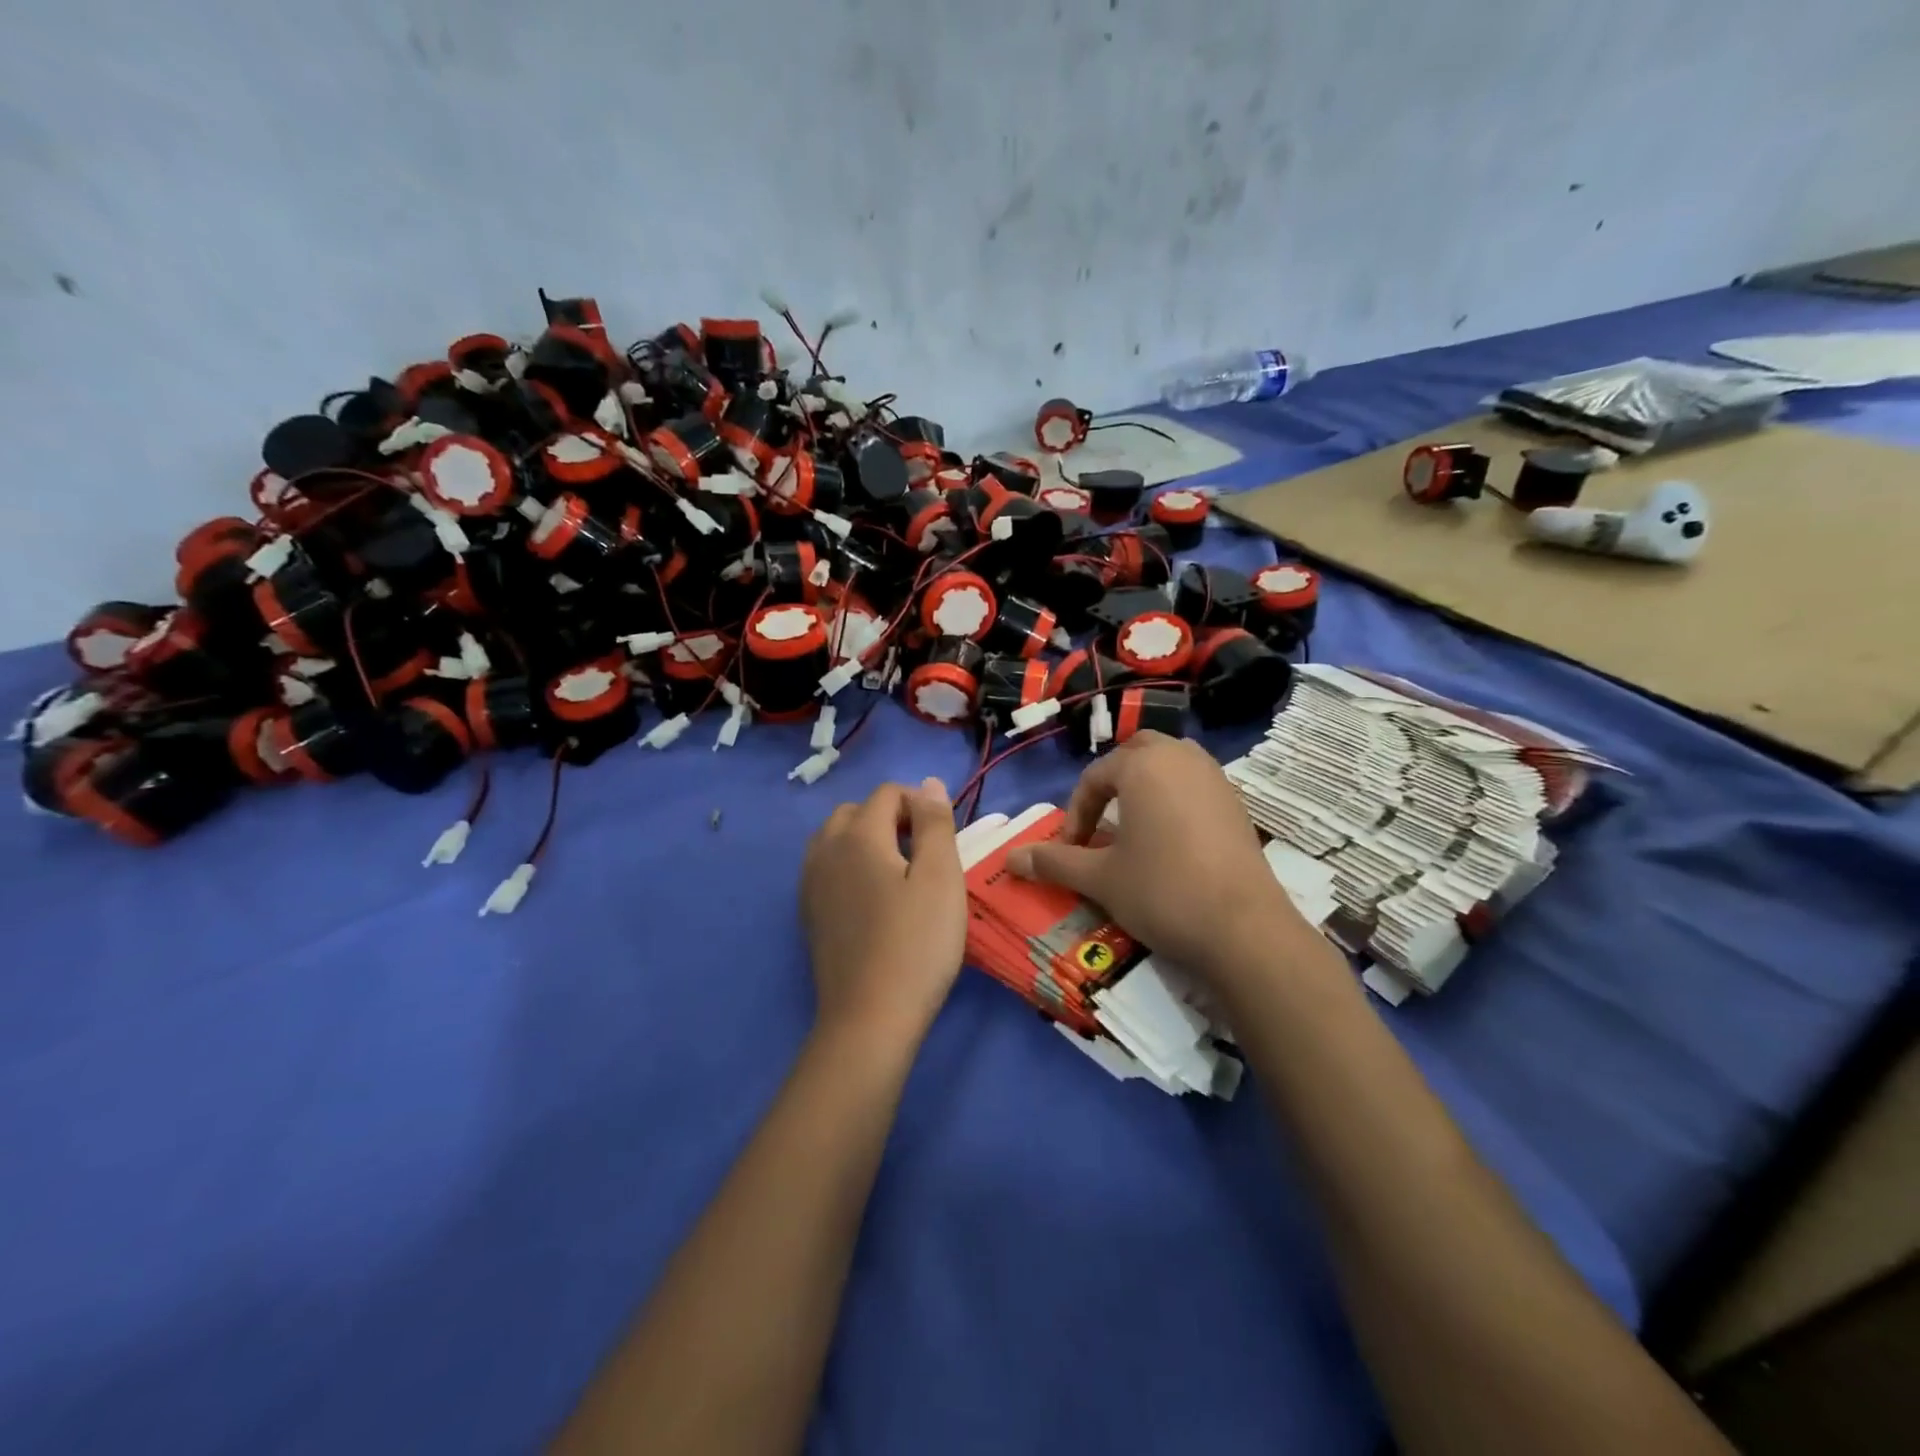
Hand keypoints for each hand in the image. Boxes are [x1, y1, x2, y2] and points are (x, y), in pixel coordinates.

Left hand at [800, 778, 966, 1044]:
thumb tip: (929, 783)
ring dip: (867, 839)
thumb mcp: (941, 878)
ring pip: (836, 838)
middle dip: (891, 817)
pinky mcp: (809, 913)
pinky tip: (873, 897)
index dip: (920, 803)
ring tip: (899, 871)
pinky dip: (850, 864)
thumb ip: (935, 824)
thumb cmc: (916, 944)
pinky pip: (827, 867)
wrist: (870, 1017)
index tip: (944, 836)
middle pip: (857, 811)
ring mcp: (811, 883)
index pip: (888, 793)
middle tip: (924, 852)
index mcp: (858, 835)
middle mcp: (825, 850)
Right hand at [1007, 732, 1320, 992]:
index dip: (1075, 814)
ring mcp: (1216, 778)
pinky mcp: (1238, 804)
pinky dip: (1175, 800)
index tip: (1069, 850)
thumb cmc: (1161, 892)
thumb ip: (1054, 862)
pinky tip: (1172, 841)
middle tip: (1100, 822)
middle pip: (1136, 753)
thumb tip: (1009, 859)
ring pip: (1171, 764)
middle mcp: (1181, 758)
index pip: (1095, 777)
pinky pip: (1196, 785)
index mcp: (1143, 765)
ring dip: (1146, 786)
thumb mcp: (1099, 879)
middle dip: (1112, 782)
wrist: (1244, 928)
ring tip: (1133, 826)